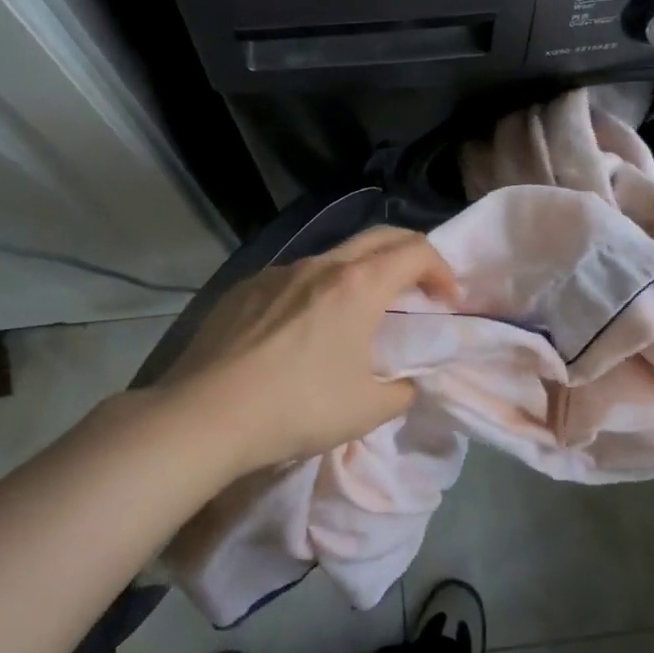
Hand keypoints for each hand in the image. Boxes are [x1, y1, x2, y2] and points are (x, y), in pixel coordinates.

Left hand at [160, 226, 459, 472]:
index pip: (416, 251)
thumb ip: (401, 390)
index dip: (442, 270)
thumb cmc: (297, 408)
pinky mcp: (245, 287)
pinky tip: (301, 330)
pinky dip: (316, 291)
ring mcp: (278, 272)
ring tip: (358, 313)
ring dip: (361, 274)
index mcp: (358, 285)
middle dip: (409, 254)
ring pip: (334, 257)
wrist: (205, 415)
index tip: (448, 300)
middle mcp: (320, 265)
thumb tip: (405, 383)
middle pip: (379, 237)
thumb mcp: (367, 410)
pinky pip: (294, 278)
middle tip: (420, 287)